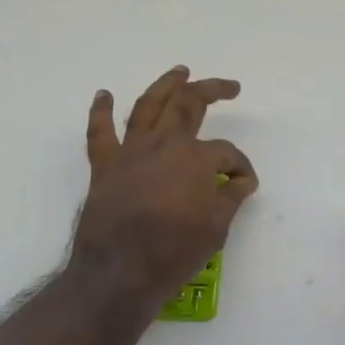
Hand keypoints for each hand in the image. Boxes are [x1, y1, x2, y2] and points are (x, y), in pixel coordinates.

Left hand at [69, 66, 257, 308]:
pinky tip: (104, 94)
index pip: (226, 153)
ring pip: (148, 105)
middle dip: (212, 90)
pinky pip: (100, 132)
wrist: (118, 273)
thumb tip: (242, 180)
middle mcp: (164, 144)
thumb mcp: (215, 229)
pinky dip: (100, 111)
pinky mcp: (104, 166)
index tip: (244, 182)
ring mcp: (131, 151)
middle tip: (229, 87)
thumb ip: (230, 197)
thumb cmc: (173, 253)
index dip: (240, 166)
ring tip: (180, 71)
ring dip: (166, 85)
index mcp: (196, 158)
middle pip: (189, 104)